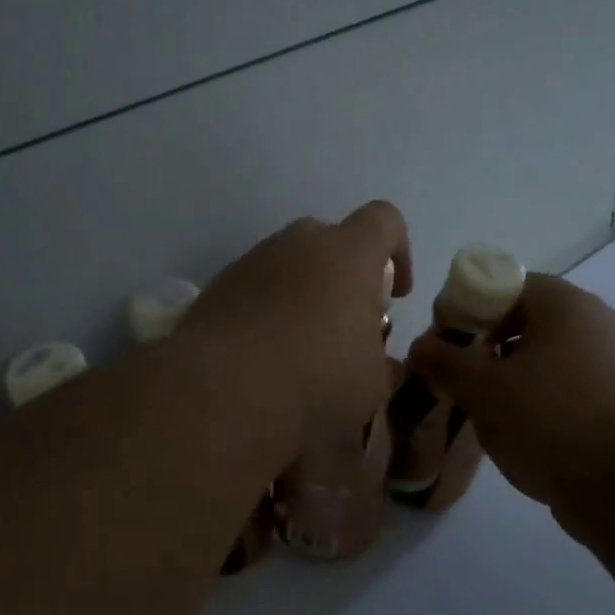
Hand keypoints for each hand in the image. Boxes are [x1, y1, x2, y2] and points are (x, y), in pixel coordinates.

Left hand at [182, 201, 411, 446]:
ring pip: (289, 262)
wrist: (219, 395)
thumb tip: (383, 362)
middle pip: (332, 239)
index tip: (396, 295)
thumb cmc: (315, 381)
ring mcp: (252, 261)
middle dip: (345, 274)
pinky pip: (255, 285)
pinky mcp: (217, 285)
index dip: (398, 251)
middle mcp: (298, 244)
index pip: (384, 220)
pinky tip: (263, 351)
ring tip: (301, 343)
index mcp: (348, 254)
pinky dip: (267, 307)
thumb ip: (383, 363)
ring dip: (303, 291)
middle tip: (346, 322)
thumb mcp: (371, 384)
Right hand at [406, 273, 614, 525]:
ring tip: (487, 411)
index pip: (504, 285)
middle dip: (486, 346)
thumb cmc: (549, 420)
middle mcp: (596, 322)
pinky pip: (570, 387)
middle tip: (460, 378)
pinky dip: (542, 400)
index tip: (444, 342)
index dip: (466, 308)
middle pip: (526, 320)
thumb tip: (420, 346)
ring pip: (548, 357)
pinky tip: (525, 432)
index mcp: (564, 304)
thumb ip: (444, 361)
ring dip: (512, 376)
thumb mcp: (482, 389)